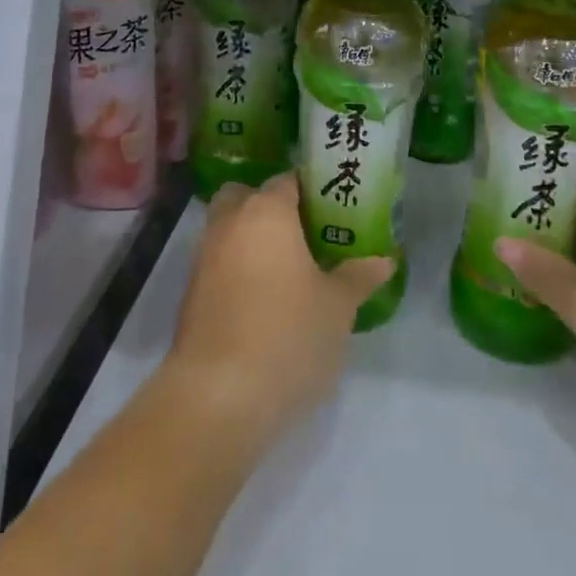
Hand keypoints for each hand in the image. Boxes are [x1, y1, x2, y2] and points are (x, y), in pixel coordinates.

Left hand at [165, 172, 394, 447]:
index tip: (336, 208)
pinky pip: (220, 263)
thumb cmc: (288, 335)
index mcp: (266, 211)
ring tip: (291, 270)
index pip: (289, 180)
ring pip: (230, 230)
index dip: (313, 190)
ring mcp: (203, 257)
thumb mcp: (337, 307)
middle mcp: (229, 222)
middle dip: (272, 208)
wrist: (218, 396)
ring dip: (253, 240)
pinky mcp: (191, 293)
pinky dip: (239, 269)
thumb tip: (384, 260)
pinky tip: (265, 300)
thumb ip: (358, 276)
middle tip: (307, 235)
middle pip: (248, 196)